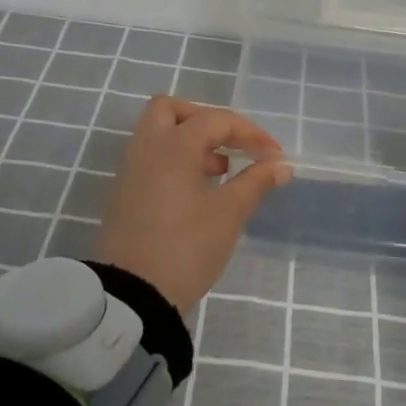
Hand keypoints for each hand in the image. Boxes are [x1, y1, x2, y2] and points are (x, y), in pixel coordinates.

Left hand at [93, 96, 292, 317]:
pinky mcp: (124, 194)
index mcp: (173, 145)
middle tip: (230, 144)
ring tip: (221, 171)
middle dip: (205, 120)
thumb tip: (280, 165)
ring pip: (158, 134)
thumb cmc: (186, 247)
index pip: (216, 120)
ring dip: (191, 142)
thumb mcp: (229, 214)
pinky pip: (151, 159)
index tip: (275, 156)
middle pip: (171, 110)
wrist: (131, 294)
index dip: (251, 133)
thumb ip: (256, 182)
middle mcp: (146, 147)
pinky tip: (199, 191)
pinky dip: (176, 161)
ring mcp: (130, 171)